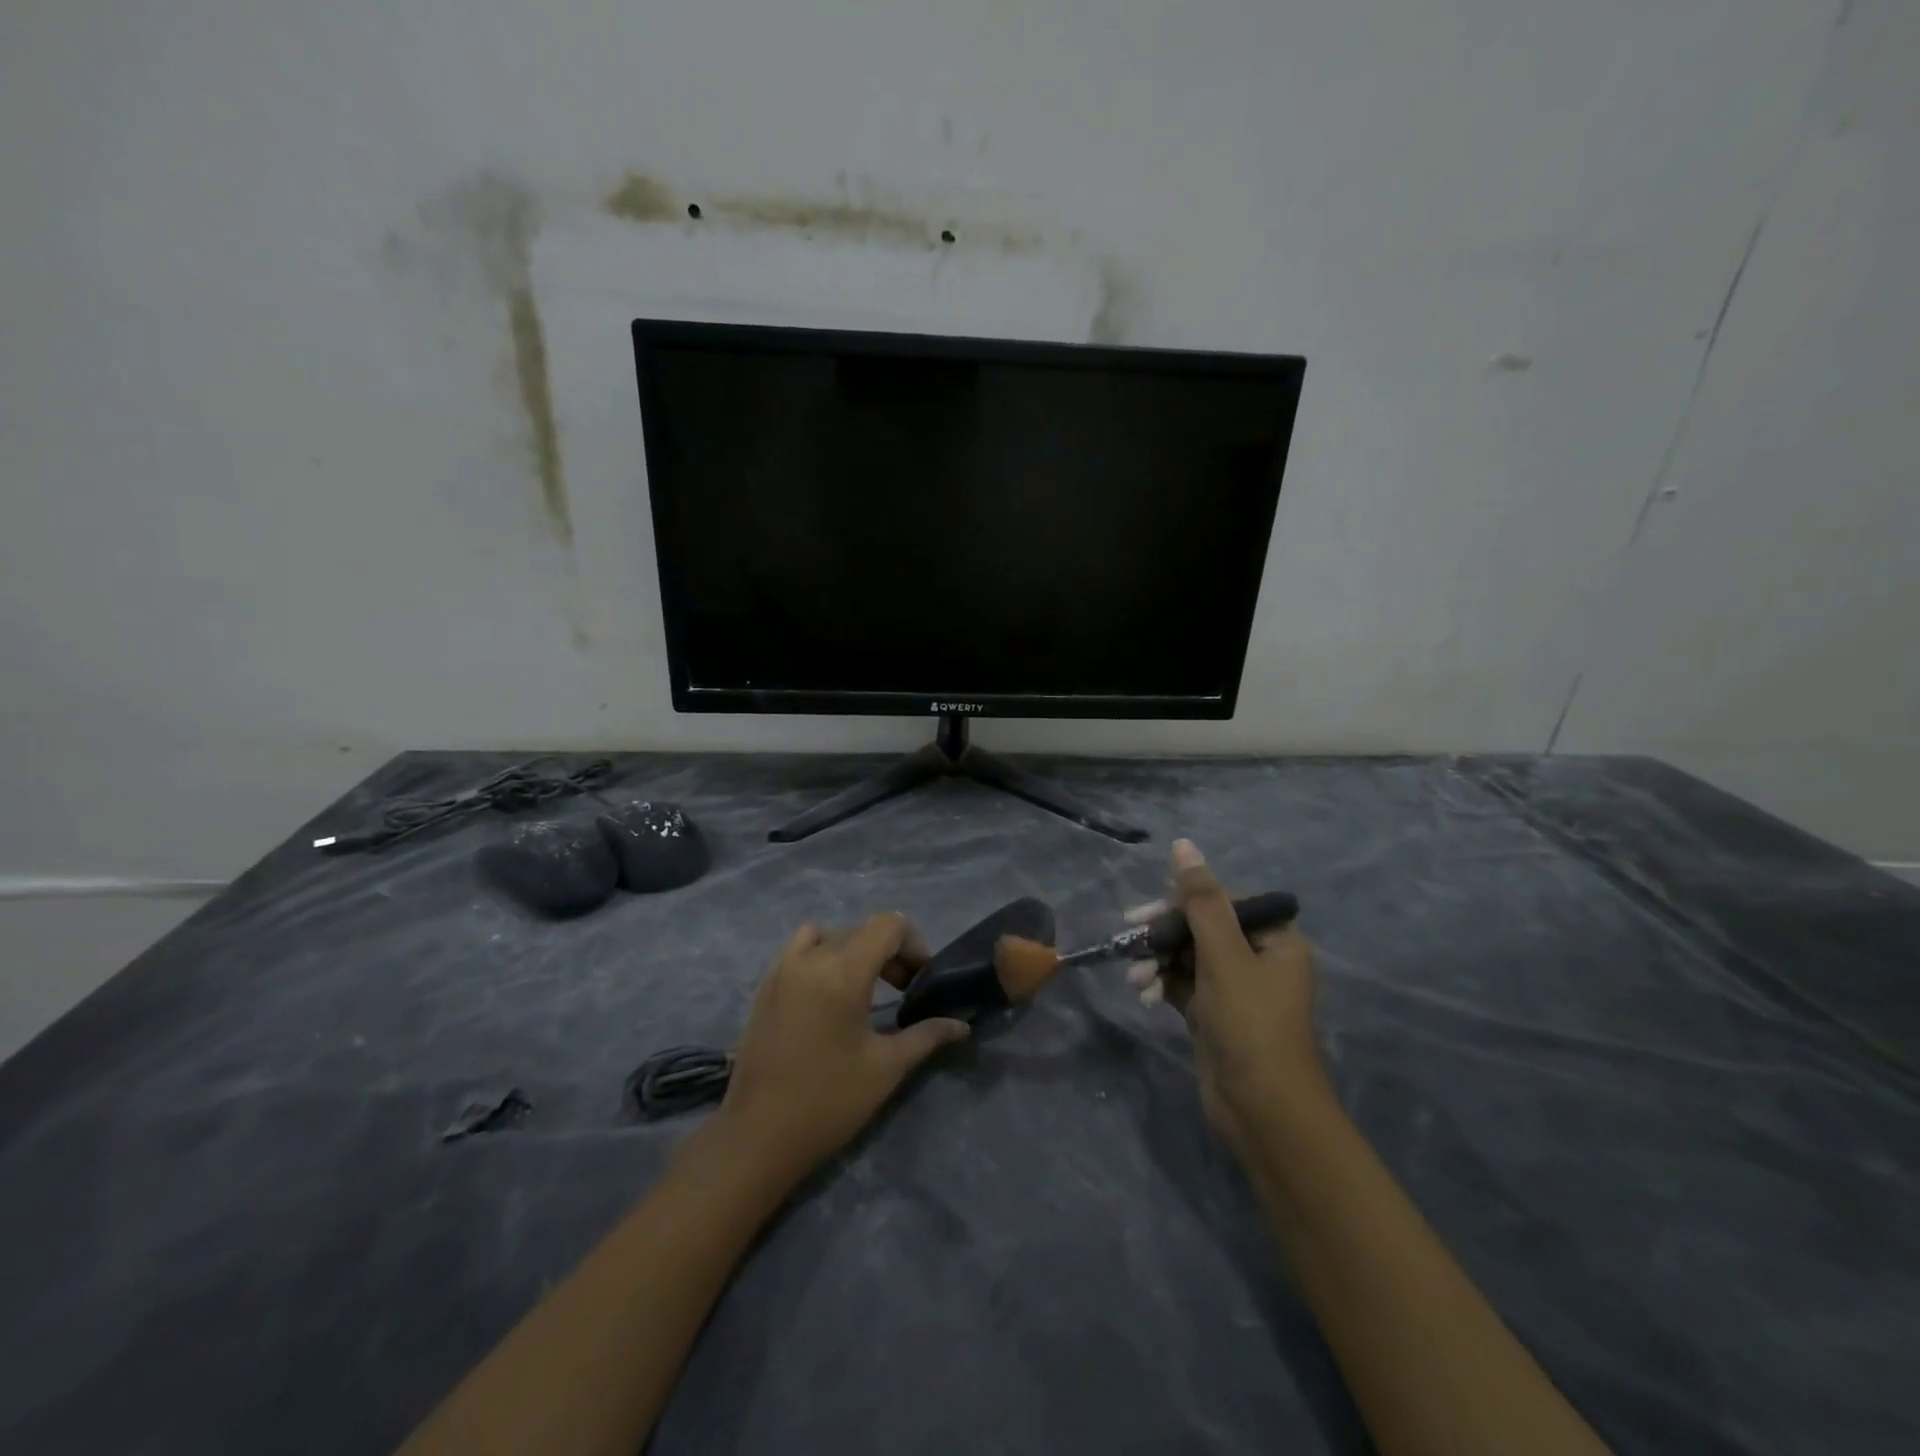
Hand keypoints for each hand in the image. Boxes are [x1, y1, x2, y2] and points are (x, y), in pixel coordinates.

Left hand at [714, 913, 969, 1185]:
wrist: (757, 1136)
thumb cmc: (828, 1101)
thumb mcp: (886, 1068)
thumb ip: (926, 1036)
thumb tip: (962, 1025)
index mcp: (843, 971)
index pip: (888, 925)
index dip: (913, 945)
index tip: (921, 981)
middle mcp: (810, 958)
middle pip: (861, 930)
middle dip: (889, 953)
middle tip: (903, 992)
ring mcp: (782, 968)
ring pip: (830, 935)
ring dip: (854, 951)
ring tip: (864, 988)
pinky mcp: (765, 985)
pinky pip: (801, 949)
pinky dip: (823, 956)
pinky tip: (829, 997)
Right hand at [1127, 840, 1328, 1157]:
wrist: (1262, 1112)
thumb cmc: (1250, 1024)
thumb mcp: (1224, 955)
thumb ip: (1201, 900)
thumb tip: (1184, 846)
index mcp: (1275, 938)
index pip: (1222, 900)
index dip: (1183, 901)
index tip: (1149, 912)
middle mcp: (1258, 958)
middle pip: (1200, 927)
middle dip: (1164, 935)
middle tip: (1130, 936)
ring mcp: (1234, 988)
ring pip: (1186, 956)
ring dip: (1157, 962)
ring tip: (1136, 979)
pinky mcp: (1213, 1013)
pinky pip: (1181, 984)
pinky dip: (1160, 984)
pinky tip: (1142, 995)